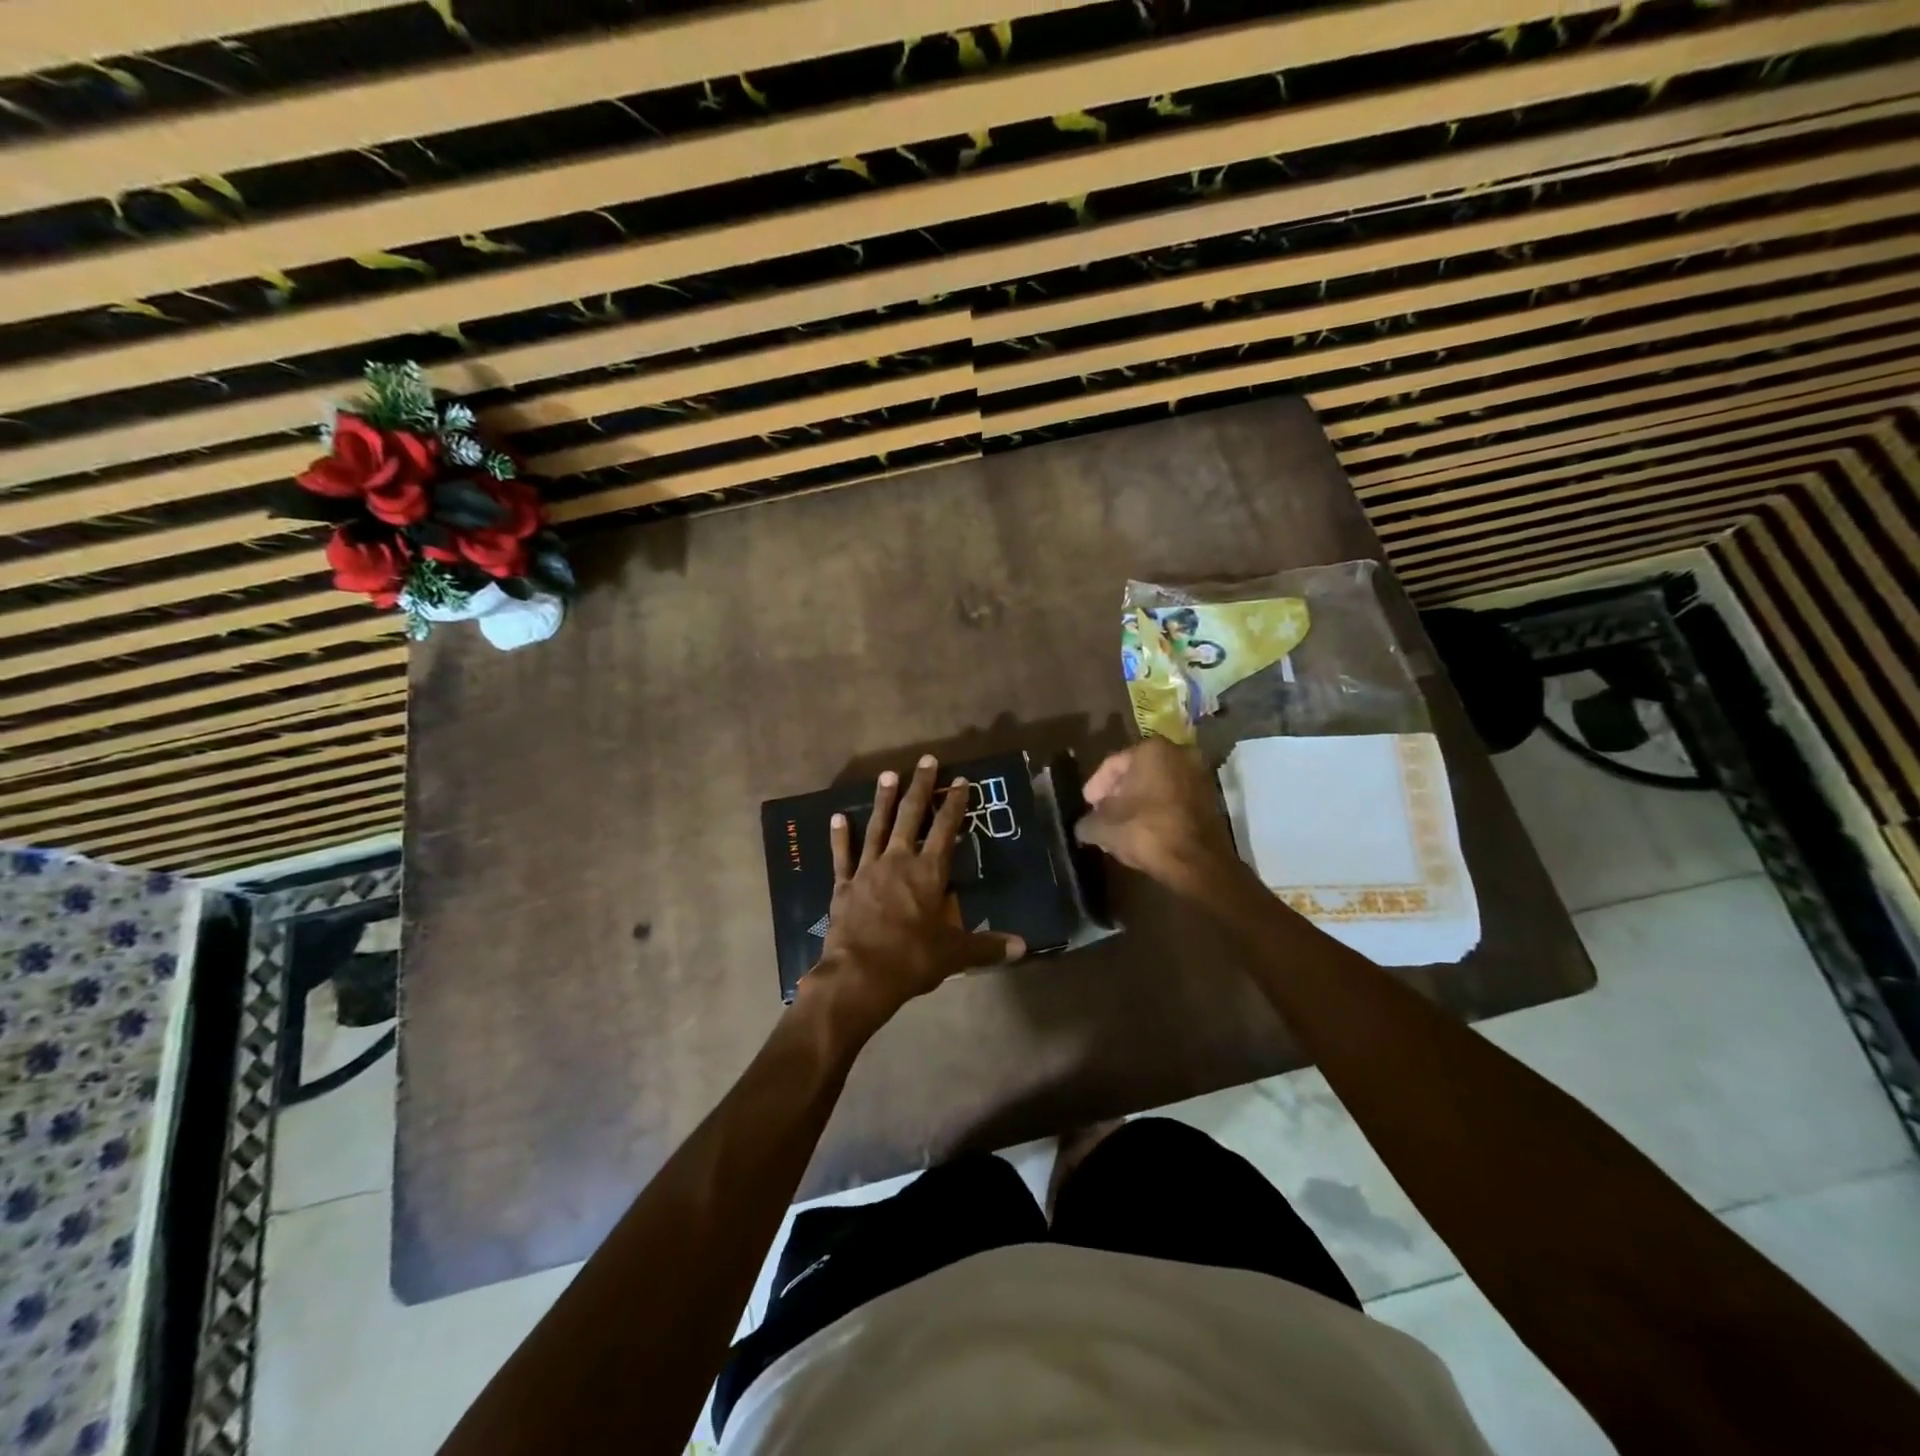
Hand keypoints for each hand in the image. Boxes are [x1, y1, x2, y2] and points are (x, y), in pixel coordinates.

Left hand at [798, 755, 1025, 1041]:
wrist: (860, 975)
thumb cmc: (912, 959)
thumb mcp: (955, 953)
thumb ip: (987, 946)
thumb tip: (1023, 947)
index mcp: (929, 872)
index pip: (946, 829)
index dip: (955, 804)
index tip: (960, 780)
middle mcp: (899, 861)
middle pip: (911, 816)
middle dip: (921, 787)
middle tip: (926, 760)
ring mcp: (868, 870)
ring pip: (877, 827)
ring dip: (884, 800)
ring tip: (888, 774)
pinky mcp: (844, 885)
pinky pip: (842, 855)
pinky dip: (840, 836)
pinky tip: (837, 817)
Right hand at [1074, 739, 1240, 896]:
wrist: (1196, 861)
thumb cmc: (1145, 831)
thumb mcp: (1103, 828)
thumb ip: (1087, 822)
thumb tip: (1084, 827)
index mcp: (1152, 749)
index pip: (1113, 764)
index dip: (1095, 786)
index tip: (1087, 805)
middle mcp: (1180, 754)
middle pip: (1137, 772)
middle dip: (1118, 793)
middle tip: (1102, 813)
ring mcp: (1200, 776)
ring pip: (1158, 786)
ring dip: (1139, 802)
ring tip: (1122, 825)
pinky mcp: (1211, 800)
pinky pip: (1175, 799)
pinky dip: (1159, 810)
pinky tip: (1145, 830)